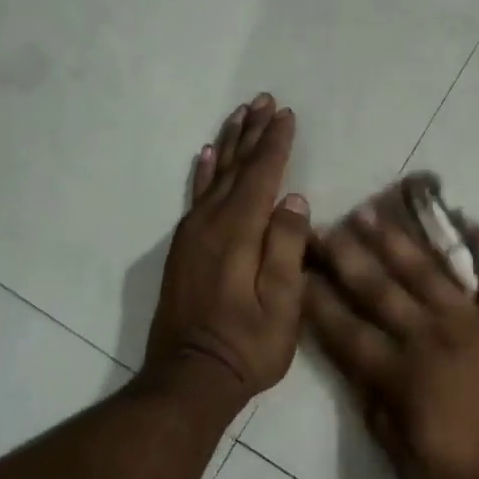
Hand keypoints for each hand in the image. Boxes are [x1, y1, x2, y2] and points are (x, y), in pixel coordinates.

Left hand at [144, 94, 311, 406]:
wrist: (189, 379)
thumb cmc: (247, 346)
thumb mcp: (283, 305)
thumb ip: (286, 248)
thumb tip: (294, 200)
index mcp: (238, 233)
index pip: (261, 176)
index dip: (276, 144)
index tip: (287, 115)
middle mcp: (210, 224)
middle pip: (235, 167)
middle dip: (253, 132)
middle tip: (264, 100)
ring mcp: (192, 235)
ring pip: (214, 175)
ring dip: (229, 143)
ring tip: (240, 114)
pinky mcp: (184, 248)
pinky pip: (195, 197)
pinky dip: (202, 172)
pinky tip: (206, 155)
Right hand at [305, 202, 478, 478]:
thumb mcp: (416, 473)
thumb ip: (384, 424)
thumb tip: (362, 386)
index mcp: (403, 377)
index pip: (348, 334)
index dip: (320, 303)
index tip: (298, 272)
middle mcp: (431, 337)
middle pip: (381, 290)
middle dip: (348, 257)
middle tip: (324, 225)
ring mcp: (475, 322)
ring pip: (428, 271)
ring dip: (398, 241)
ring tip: (373, 212)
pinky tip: (470, 221)